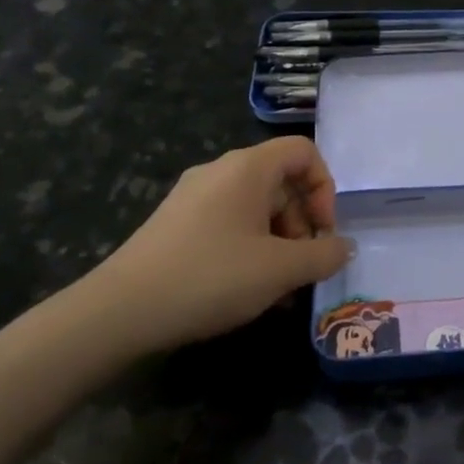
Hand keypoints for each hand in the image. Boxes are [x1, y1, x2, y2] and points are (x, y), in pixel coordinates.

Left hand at [76, 138, 353, 354]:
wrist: (120, 312)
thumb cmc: (211, 277)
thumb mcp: (280, 270)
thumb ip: (323, 255)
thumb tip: (344, 246)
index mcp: (247, 168)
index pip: (304, 152)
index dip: (325, 188)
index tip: (324, 232)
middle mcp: (220, 172)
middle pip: (281, 182)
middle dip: (302, 223)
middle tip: (304, 267)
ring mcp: (193, 197)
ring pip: (255, 207)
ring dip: (279, 242)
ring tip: (280, 289)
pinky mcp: (175, 224)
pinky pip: (229, 224)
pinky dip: (250, 249)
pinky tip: (249, 291)